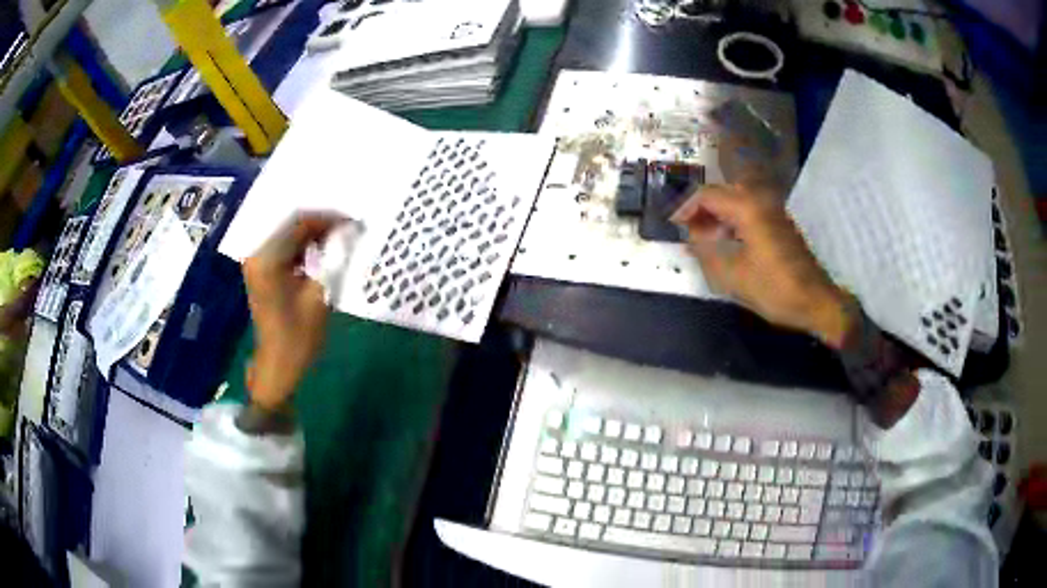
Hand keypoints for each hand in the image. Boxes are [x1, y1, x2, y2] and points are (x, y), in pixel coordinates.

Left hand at [242, 213, 344, 411]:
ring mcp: (256, 261)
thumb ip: (332, 257)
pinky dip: (303, 246)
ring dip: (313, 234)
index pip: (299, 223)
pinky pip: (283, 247)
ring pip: (288, 233)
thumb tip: (350, 229)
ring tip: (340, 237)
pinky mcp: (261, 270)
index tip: (355, 222)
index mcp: (267, 259)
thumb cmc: (298, 335)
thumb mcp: (319, 295)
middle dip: (321, 223)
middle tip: (350, 227)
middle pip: (291, 224)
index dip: (328, 219)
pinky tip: (321, 250)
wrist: (277, 365)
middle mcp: (257, 253)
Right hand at [672, 183, 853, 347]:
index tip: (671, 224)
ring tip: (701, 241)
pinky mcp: (778, 223)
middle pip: (721, 194)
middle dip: (700, 211)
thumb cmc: (774, 288)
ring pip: (734, 202)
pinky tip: (724, 244)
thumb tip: (690, 238)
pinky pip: (747, 212)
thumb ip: (705, 252)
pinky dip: (731, 223)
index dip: (685, 208)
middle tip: (685, 233)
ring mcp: (772, 211)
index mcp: (747, 207)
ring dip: (715, 217)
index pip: (707, 195)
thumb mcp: (732, 275)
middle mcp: (760, 200)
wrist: (815, 300)